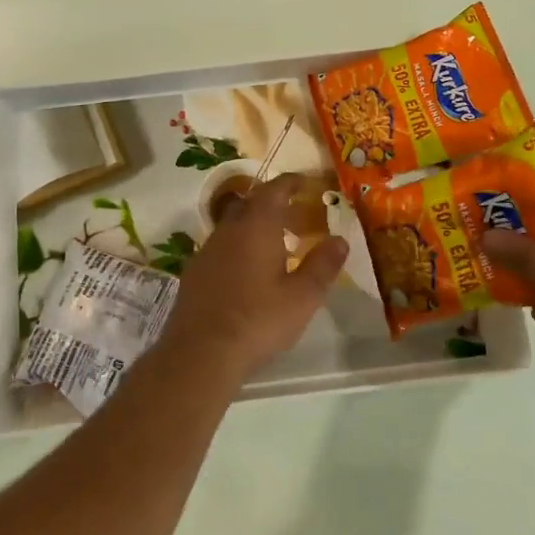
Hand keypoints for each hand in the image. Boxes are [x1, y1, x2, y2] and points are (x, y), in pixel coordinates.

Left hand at [156, 174, 348, 380]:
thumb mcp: (302, 297)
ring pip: (232, 225)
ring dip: (253, 226)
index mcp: (257, 227)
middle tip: (294, 214)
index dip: (290, 182)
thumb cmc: (258, 320)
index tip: (304, 182)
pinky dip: (238, 247)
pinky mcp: (194, 273)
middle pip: (250, 203)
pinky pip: (220, 247)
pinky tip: (248, 271)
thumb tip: (340, 240)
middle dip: (272, 203)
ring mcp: (207, 251)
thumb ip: (322, 265)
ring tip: (275, 244)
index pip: (273, 190)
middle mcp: (228, 230)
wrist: (200, 352)